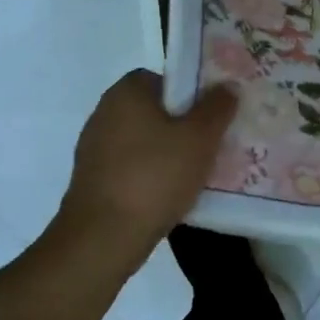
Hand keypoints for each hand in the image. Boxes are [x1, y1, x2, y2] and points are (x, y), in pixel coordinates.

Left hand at [49, 71, 235, 270]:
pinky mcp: (92, 180)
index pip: (166, 79)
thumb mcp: (200, 137)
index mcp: (127, 92)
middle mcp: (105, 112)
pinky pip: (132, 167)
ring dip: (168, 153)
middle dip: (184, 125)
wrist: (101, 240)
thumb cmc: (154, 176)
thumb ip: (218, 107)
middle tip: (212, 143)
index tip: (212, 116)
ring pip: (145, 141)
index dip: (193, 94)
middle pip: (156, 110)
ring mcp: (94, 148)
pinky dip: (151, 175)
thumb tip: (227, 86)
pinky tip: (171, 195)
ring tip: (197, 172)